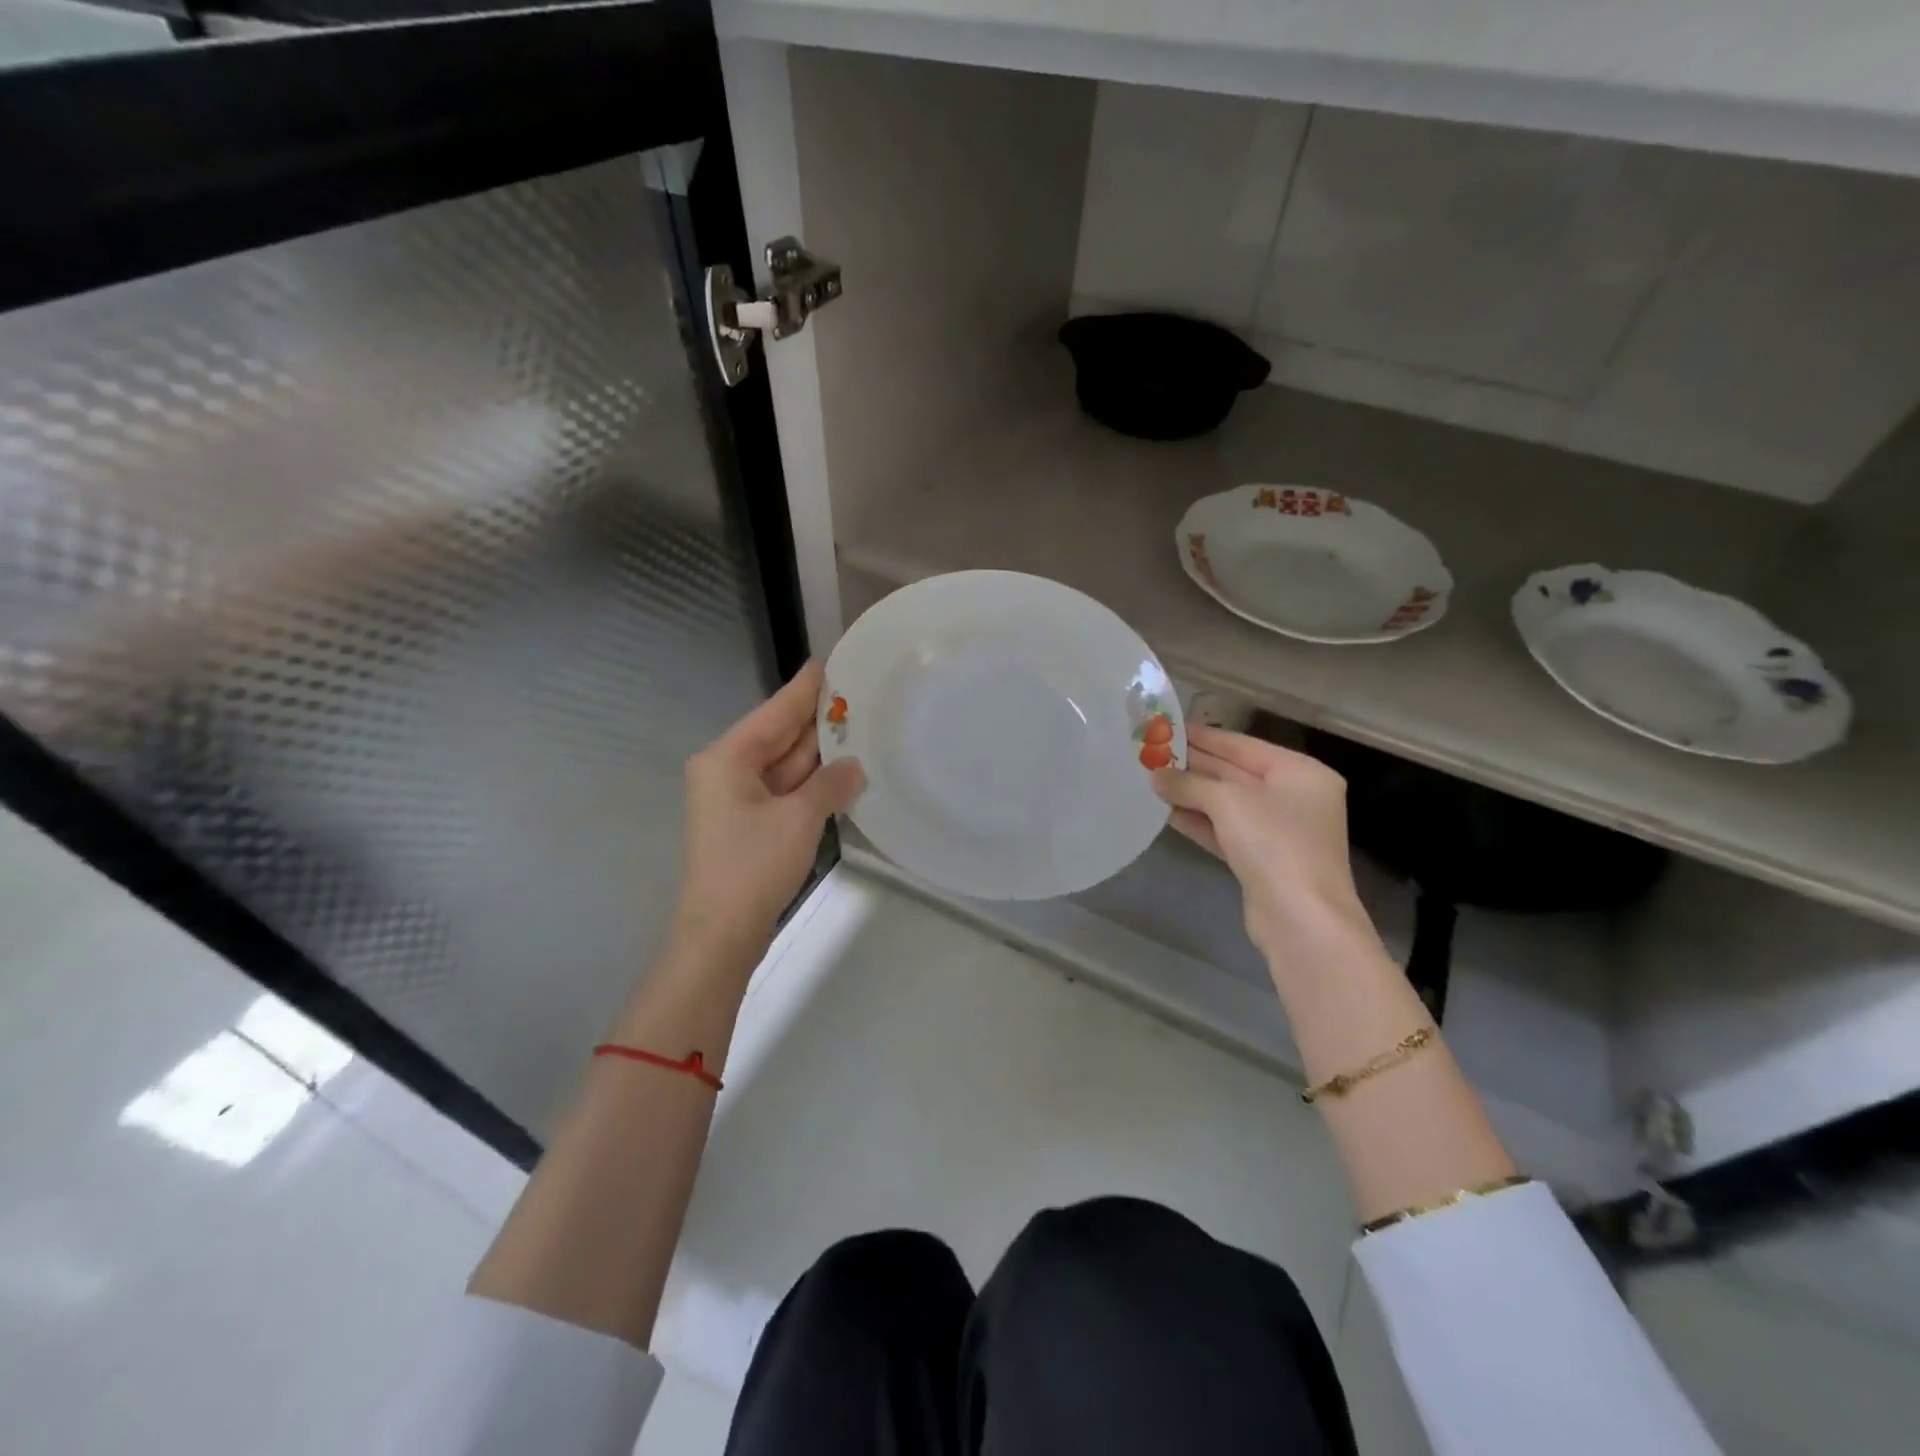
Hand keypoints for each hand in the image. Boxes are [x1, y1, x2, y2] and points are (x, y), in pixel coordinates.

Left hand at [672, 660, 864, 965]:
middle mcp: (728, 772)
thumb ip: (831, 784)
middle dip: (817, 722)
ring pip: (784, 766)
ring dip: (819, 756)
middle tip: (858, 698)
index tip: (828, 664)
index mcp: (727, 758)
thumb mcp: (799, 818)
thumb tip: (855, 767)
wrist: (721, 934)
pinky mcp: (750, 827)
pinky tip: (843, 774)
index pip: (775, 712)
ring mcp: (738, 801)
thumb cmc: (753, 866)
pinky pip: (785, 792)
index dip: (804, 689)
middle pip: (779, 737)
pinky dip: (812, 784)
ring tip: (860, 730)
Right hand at [1151, 726, 1381, 975]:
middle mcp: (1293, 797)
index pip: (1242, 745)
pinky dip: (1198, 821)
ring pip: (1226, 804)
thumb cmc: (1274, 844)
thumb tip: (1157, 776)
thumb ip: (1189, 783)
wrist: (1300, 919)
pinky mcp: (1262, 860)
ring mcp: (1278, 831)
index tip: (1167, 728)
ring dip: (1190, 794)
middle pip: (1234, 773)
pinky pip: (1225, 830)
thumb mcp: (1228, 802)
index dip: (1203, 736)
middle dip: (1193, 766)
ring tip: (1150, 780)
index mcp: (1300, 772)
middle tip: (1150, 754)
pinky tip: (1166, 813)